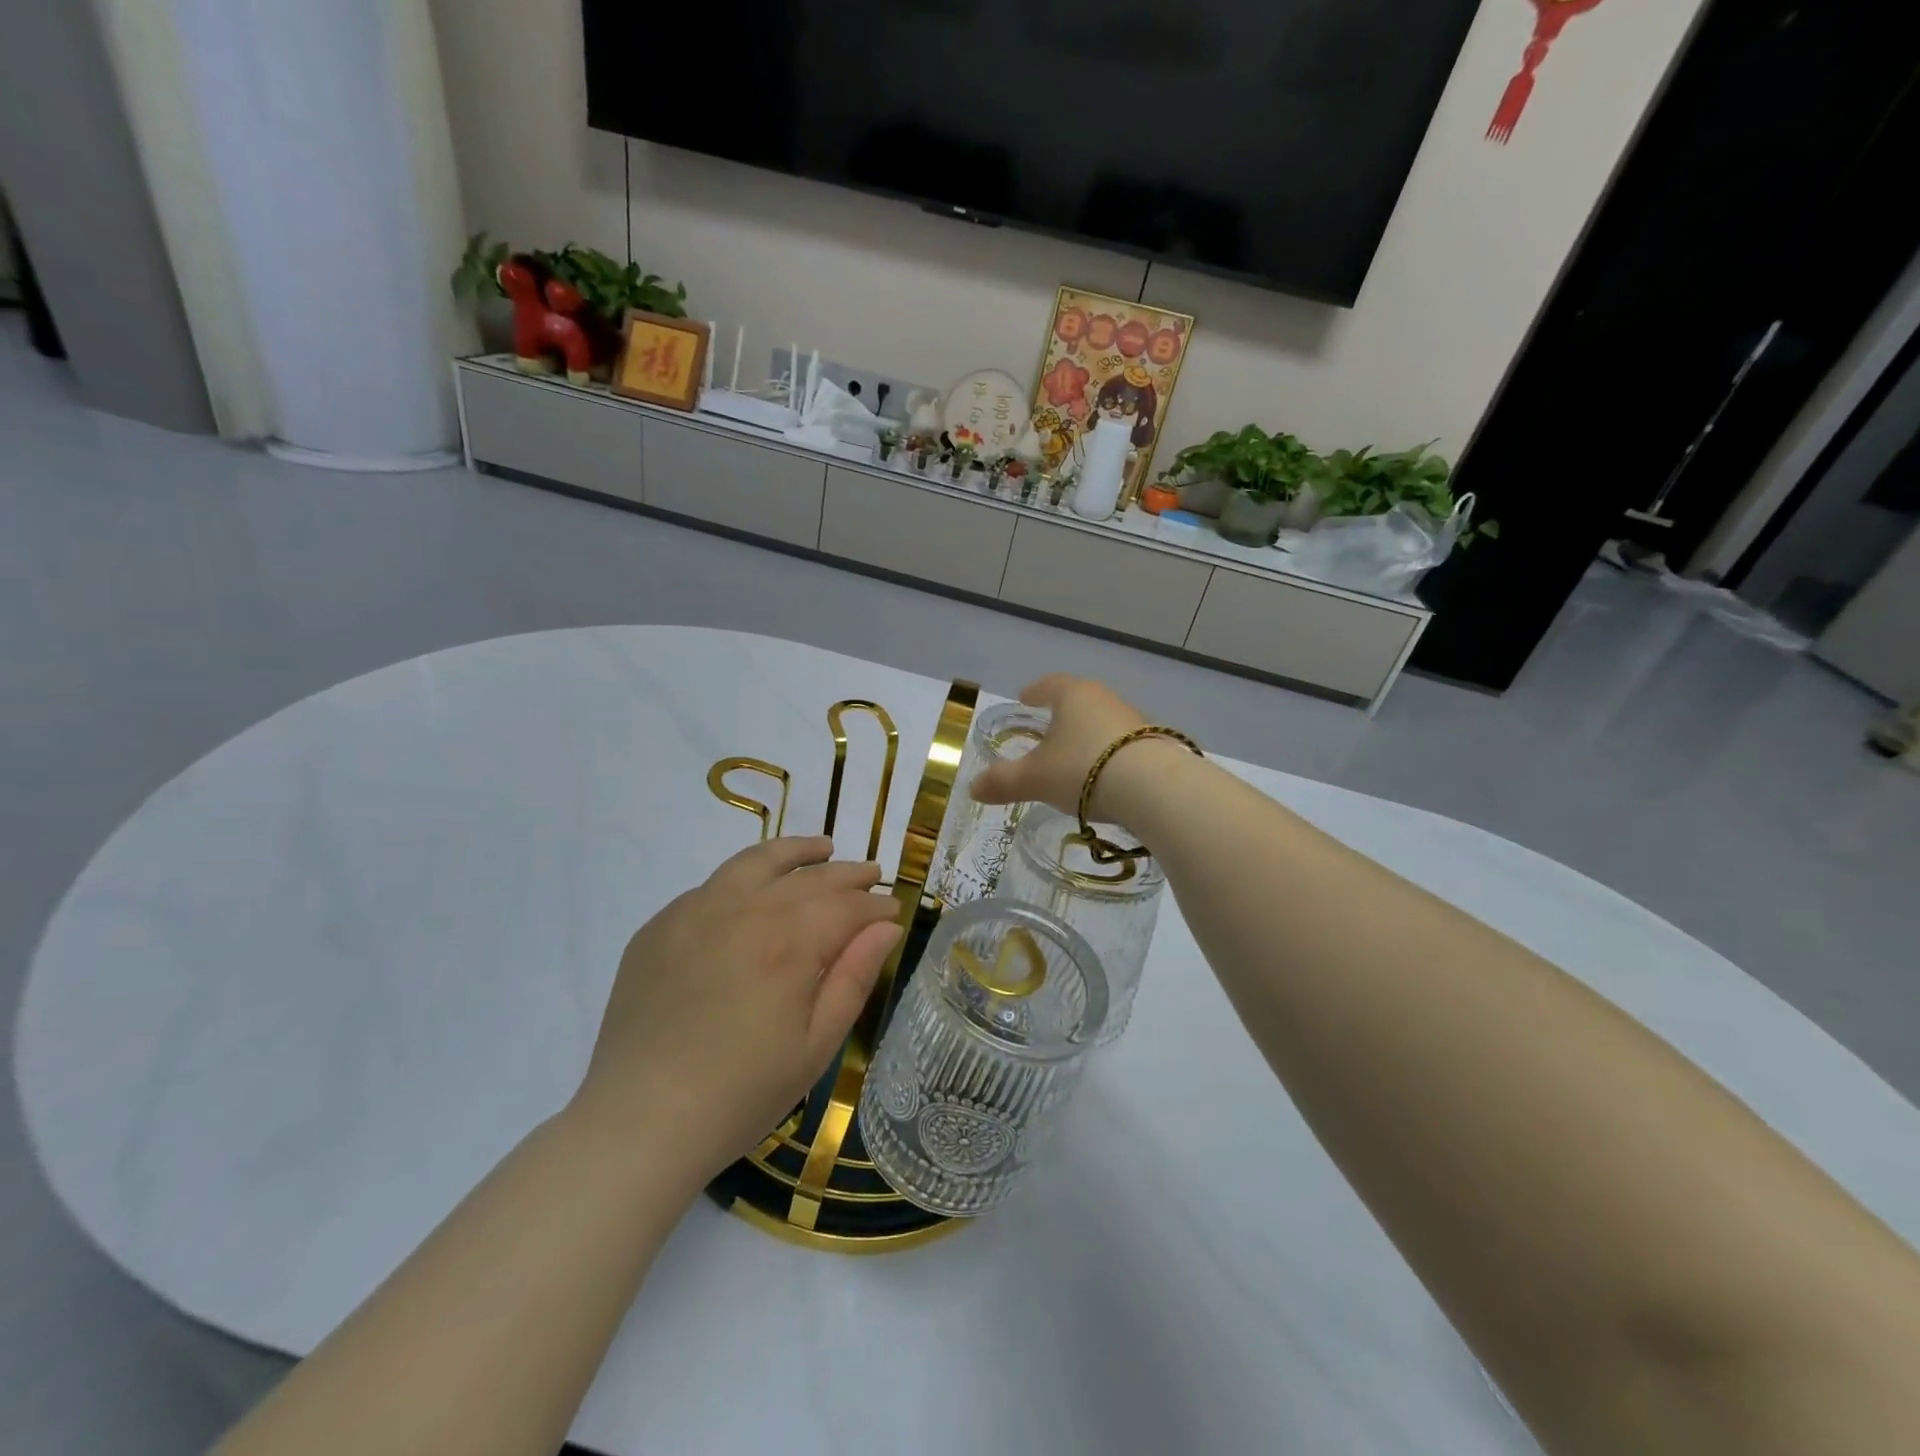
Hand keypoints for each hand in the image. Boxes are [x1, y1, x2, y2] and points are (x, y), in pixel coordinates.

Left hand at [571, 838, 902, 1185]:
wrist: (639, 1122)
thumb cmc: (741, 1094)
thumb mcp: (816, 1045)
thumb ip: (855, 976)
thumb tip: (887, 925)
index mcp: (789, 942)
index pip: (847, 906)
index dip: (876, 905)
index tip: (895, 909)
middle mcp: (744, 910)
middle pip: (809, 877)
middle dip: (847, 874)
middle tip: (872, 874)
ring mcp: (696, 911)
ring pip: (756, 862)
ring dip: (796, 852)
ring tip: (822, 848)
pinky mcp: (660, 925)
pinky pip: (713, 885)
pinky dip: (746, 877)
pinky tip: (756, 889)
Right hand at [970, 675, 1147, 816]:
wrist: (1154, 788)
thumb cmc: (1083, 769)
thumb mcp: (1035, 778)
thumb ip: (1003, 781)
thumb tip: (973, 787)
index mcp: (1073, 695)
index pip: (1049, 684)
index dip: (1035, 691)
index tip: (1025, 697)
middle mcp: (1105, 699)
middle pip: (1079, 701)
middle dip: (1063, 713)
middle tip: (1048, 728)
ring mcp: (1134, 720)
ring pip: (1103, 722)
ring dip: (1088, 735)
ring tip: (1076, 756)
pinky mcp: (1155, 744)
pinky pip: (1123, 744)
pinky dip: (1110, 754)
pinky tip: (1105, 775)